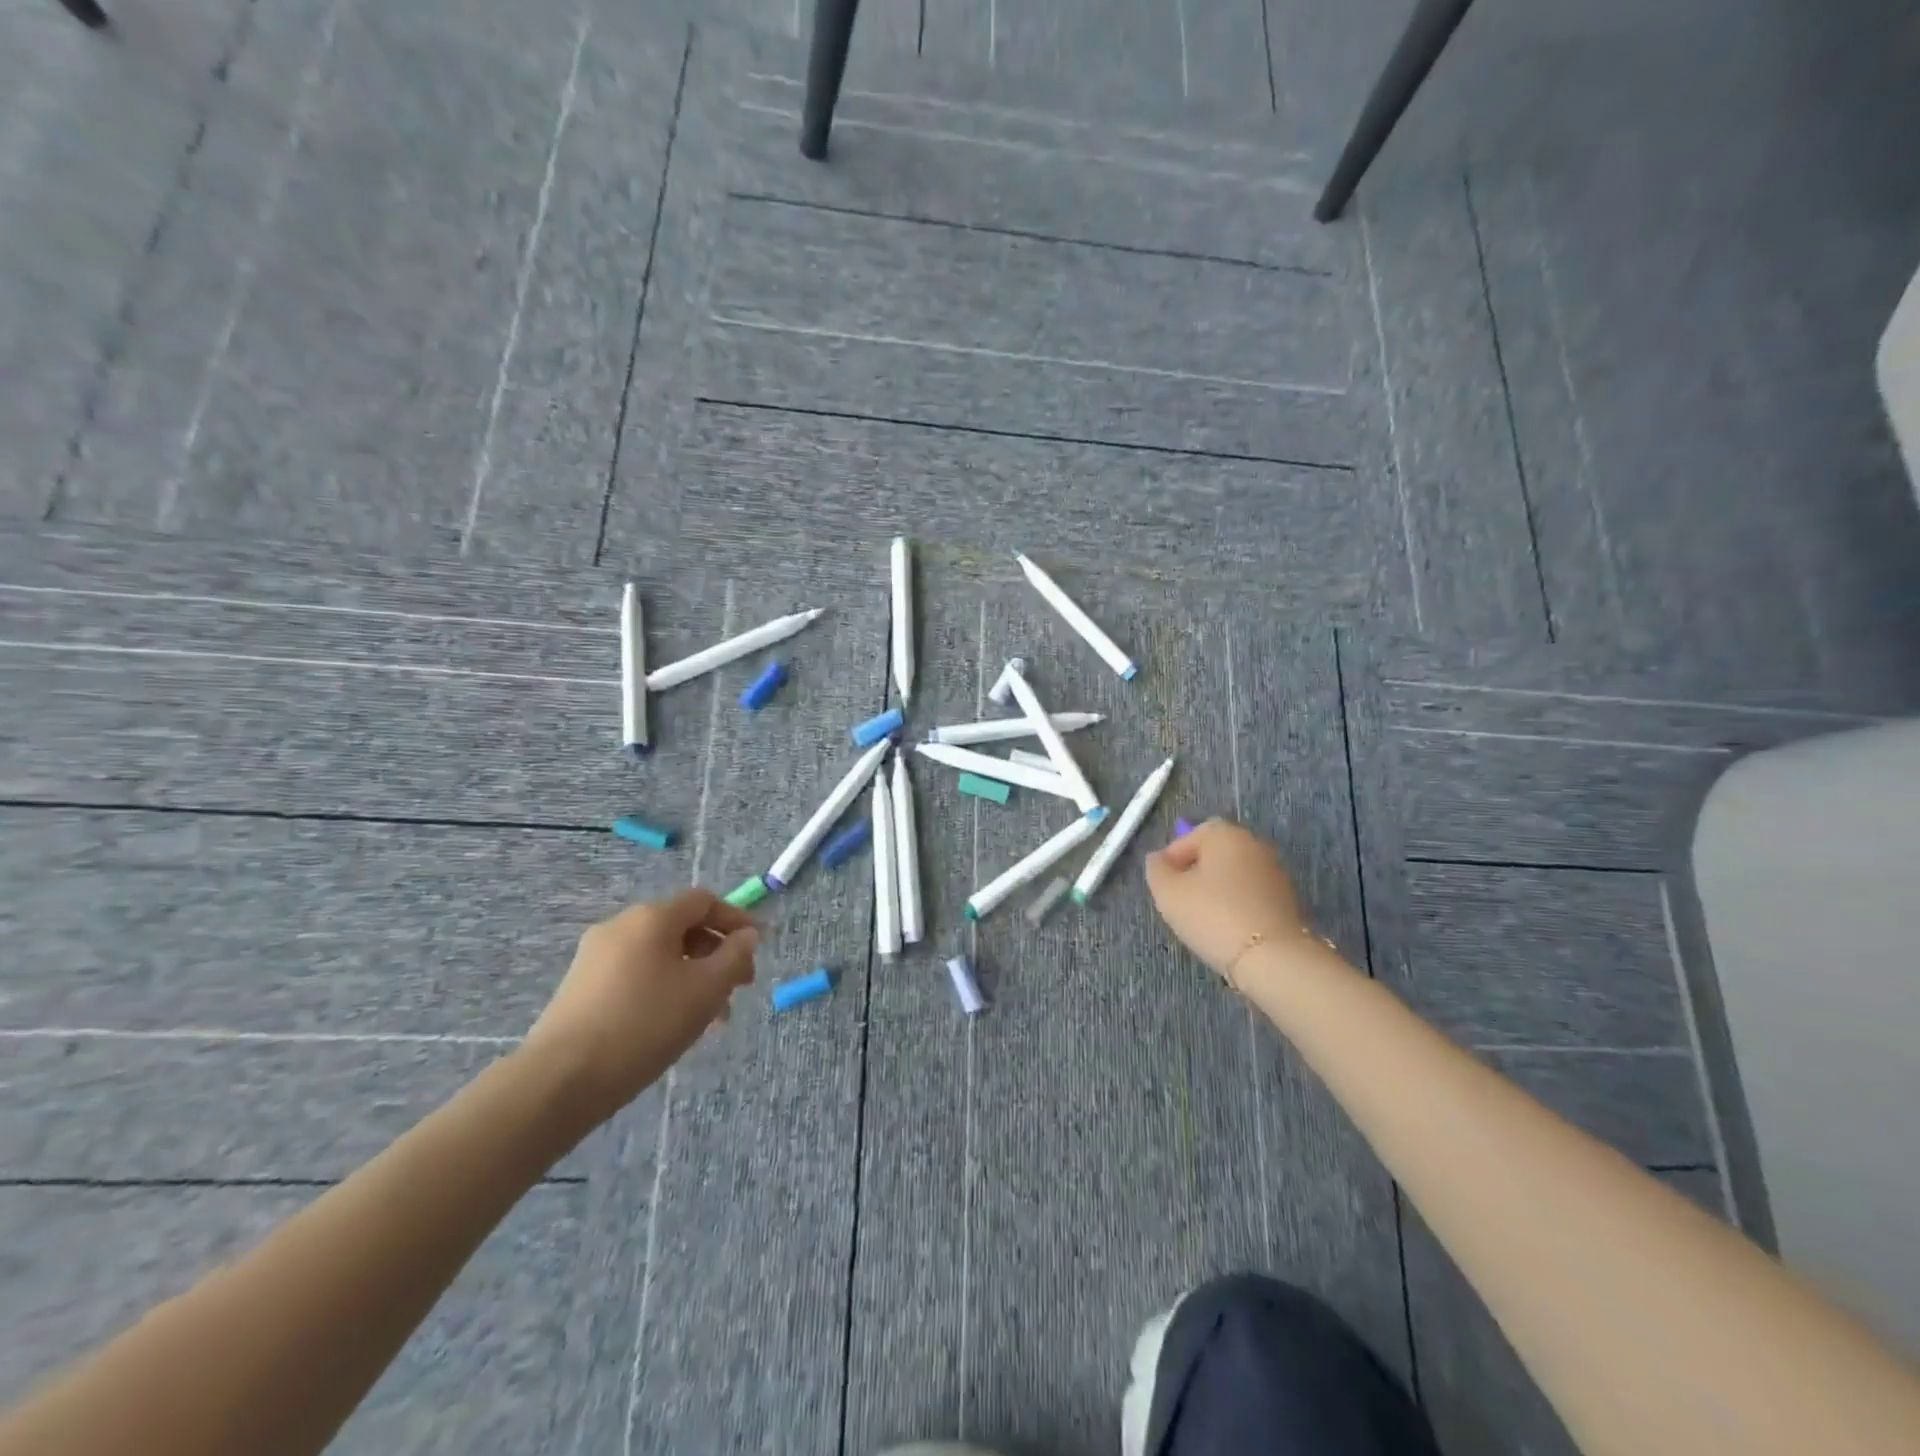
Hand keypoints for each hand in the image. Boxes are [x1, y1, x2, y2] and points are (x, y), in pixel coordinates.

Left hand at [522, 888, 758, 1122]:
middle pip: (682, 927)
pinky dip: (664, 987)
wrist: (560, 1080)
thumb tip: (746, 935)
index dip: (736, 919)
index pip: (704, 901)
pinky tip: (672, 1024)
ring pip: (660, 954)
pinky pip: (636, 973)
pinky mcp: (581, 986)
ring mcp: (596, 956)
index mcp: (652, 917)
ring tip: (711, 1018)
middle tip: (738, 989)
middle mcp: (621, 925)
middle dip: (716, 954)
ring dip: (693, 976)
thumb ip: (735, 956)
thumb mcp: (706, 990)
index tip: (758, 947)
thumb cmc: (644, 1025)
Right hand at [1144, 819, 1310, 979]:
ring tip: (1202, 919)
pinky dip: (1236, 906)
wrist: (1272, 957)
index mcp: (1225, 834)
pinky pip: (1250, 896)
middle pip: (1215, 854)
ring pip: (1233, 876)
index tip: (1163, 884)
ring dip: (1216, 891)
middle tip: (1179, 901)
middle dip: (1195, 874)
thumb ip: (1156, 869)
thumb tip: (1159, 859)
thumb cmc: (1213, 915)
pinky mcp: (1287, 901)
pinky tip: (1226, 929)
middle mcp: (1253, 845)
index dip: (1172, 857)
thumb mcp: (1168, 892)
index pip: (1192, 835)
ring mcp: (1274, 873)